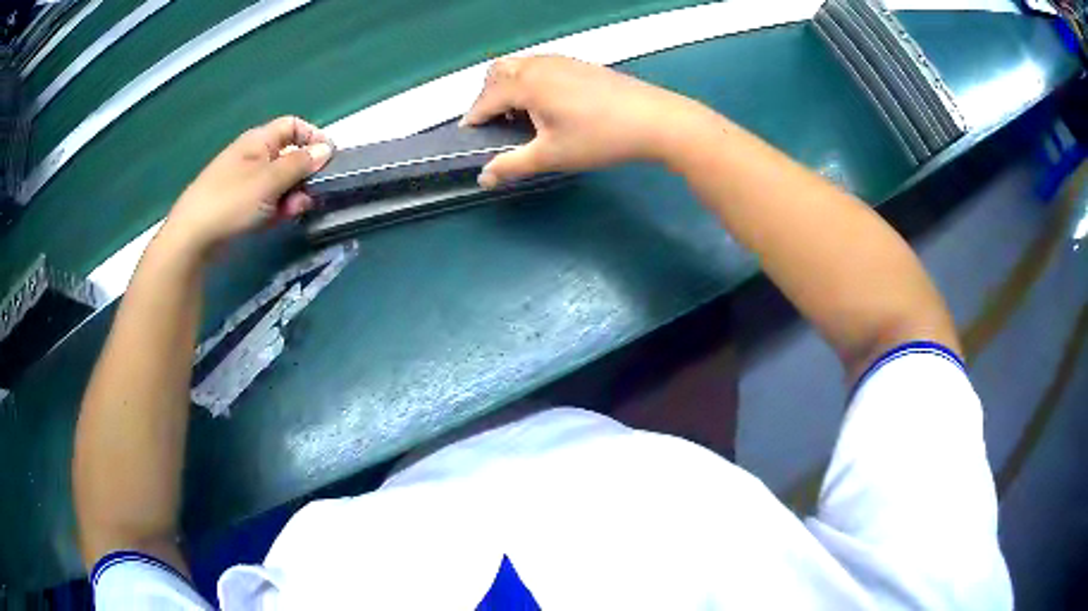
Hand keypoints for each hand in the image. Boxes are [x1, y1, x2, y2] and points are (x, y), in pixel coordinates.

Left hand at [162, 116, 332, 253]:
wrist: (192, 239)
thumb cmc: (231, 201)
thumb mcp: (269, 180)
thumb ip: (300, 164)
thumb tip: (327, 148)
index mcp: (259, 141)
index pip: (293, 126)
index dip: (312, 137)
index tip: (328, 159)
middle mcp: (254, 157)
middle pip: (289, 156)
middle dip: (303, 175)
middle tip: (309, 195)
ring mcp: (246, 182)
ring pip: (281, 183)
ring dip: (292, 196)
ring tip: (291, 213)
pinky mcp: (242, 206)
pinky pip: (268, 201)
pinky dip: (277, 209)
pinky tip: (276, 221)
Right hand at [461, 55, 709, 187]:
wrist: (655, 120)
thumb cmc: (599, 138)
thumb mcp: (551, 156)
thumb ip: (512, 165)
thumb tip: (483, 178)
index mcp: (526, 84)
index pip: (486, 99)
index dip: (474, 118)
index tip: (469, 135)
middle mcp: (539, 64)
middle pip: (498, 72)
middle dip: (489, 95)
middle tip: (496, 122)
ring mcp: (562, 60)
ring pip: (521, 65)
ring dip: (510, 86)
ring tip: (521, 115)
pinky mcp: (580, 64)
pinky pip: (542, 66)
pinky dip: (531, 81)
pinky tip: (549, 104)